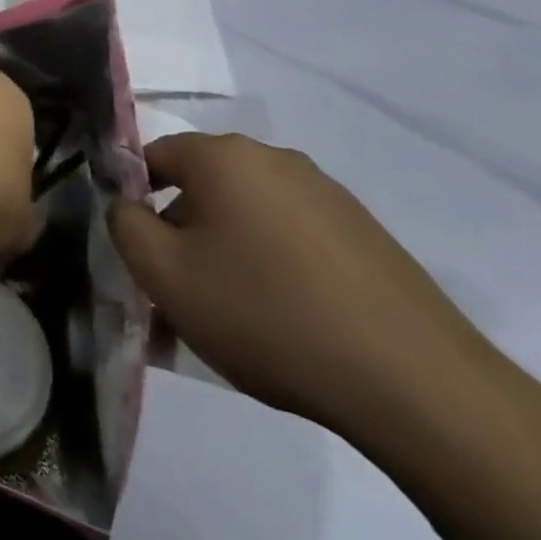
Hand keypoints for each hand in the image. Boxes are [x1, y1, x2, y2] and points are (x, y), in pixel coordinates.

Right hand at [110, 132, 489, 436]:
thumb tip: (127, 206)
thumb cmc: (265, 313)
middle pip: (203, 188)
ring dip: (222, 256)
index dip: (133, 199)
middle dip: (179, 235)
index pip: (155, 156)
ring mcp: (328, 196)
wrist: (415, 383)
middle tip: (173, 295)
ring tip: (224, 321)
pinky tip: (278, 325)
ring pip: (247, 219)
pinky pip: (292, 241)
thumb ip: (125, 226)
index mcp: (225, 157)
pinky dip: (270, 270)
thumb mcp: (165, 274)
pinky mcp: (365, 236)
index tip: (135, 252)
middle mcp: (276, 160)